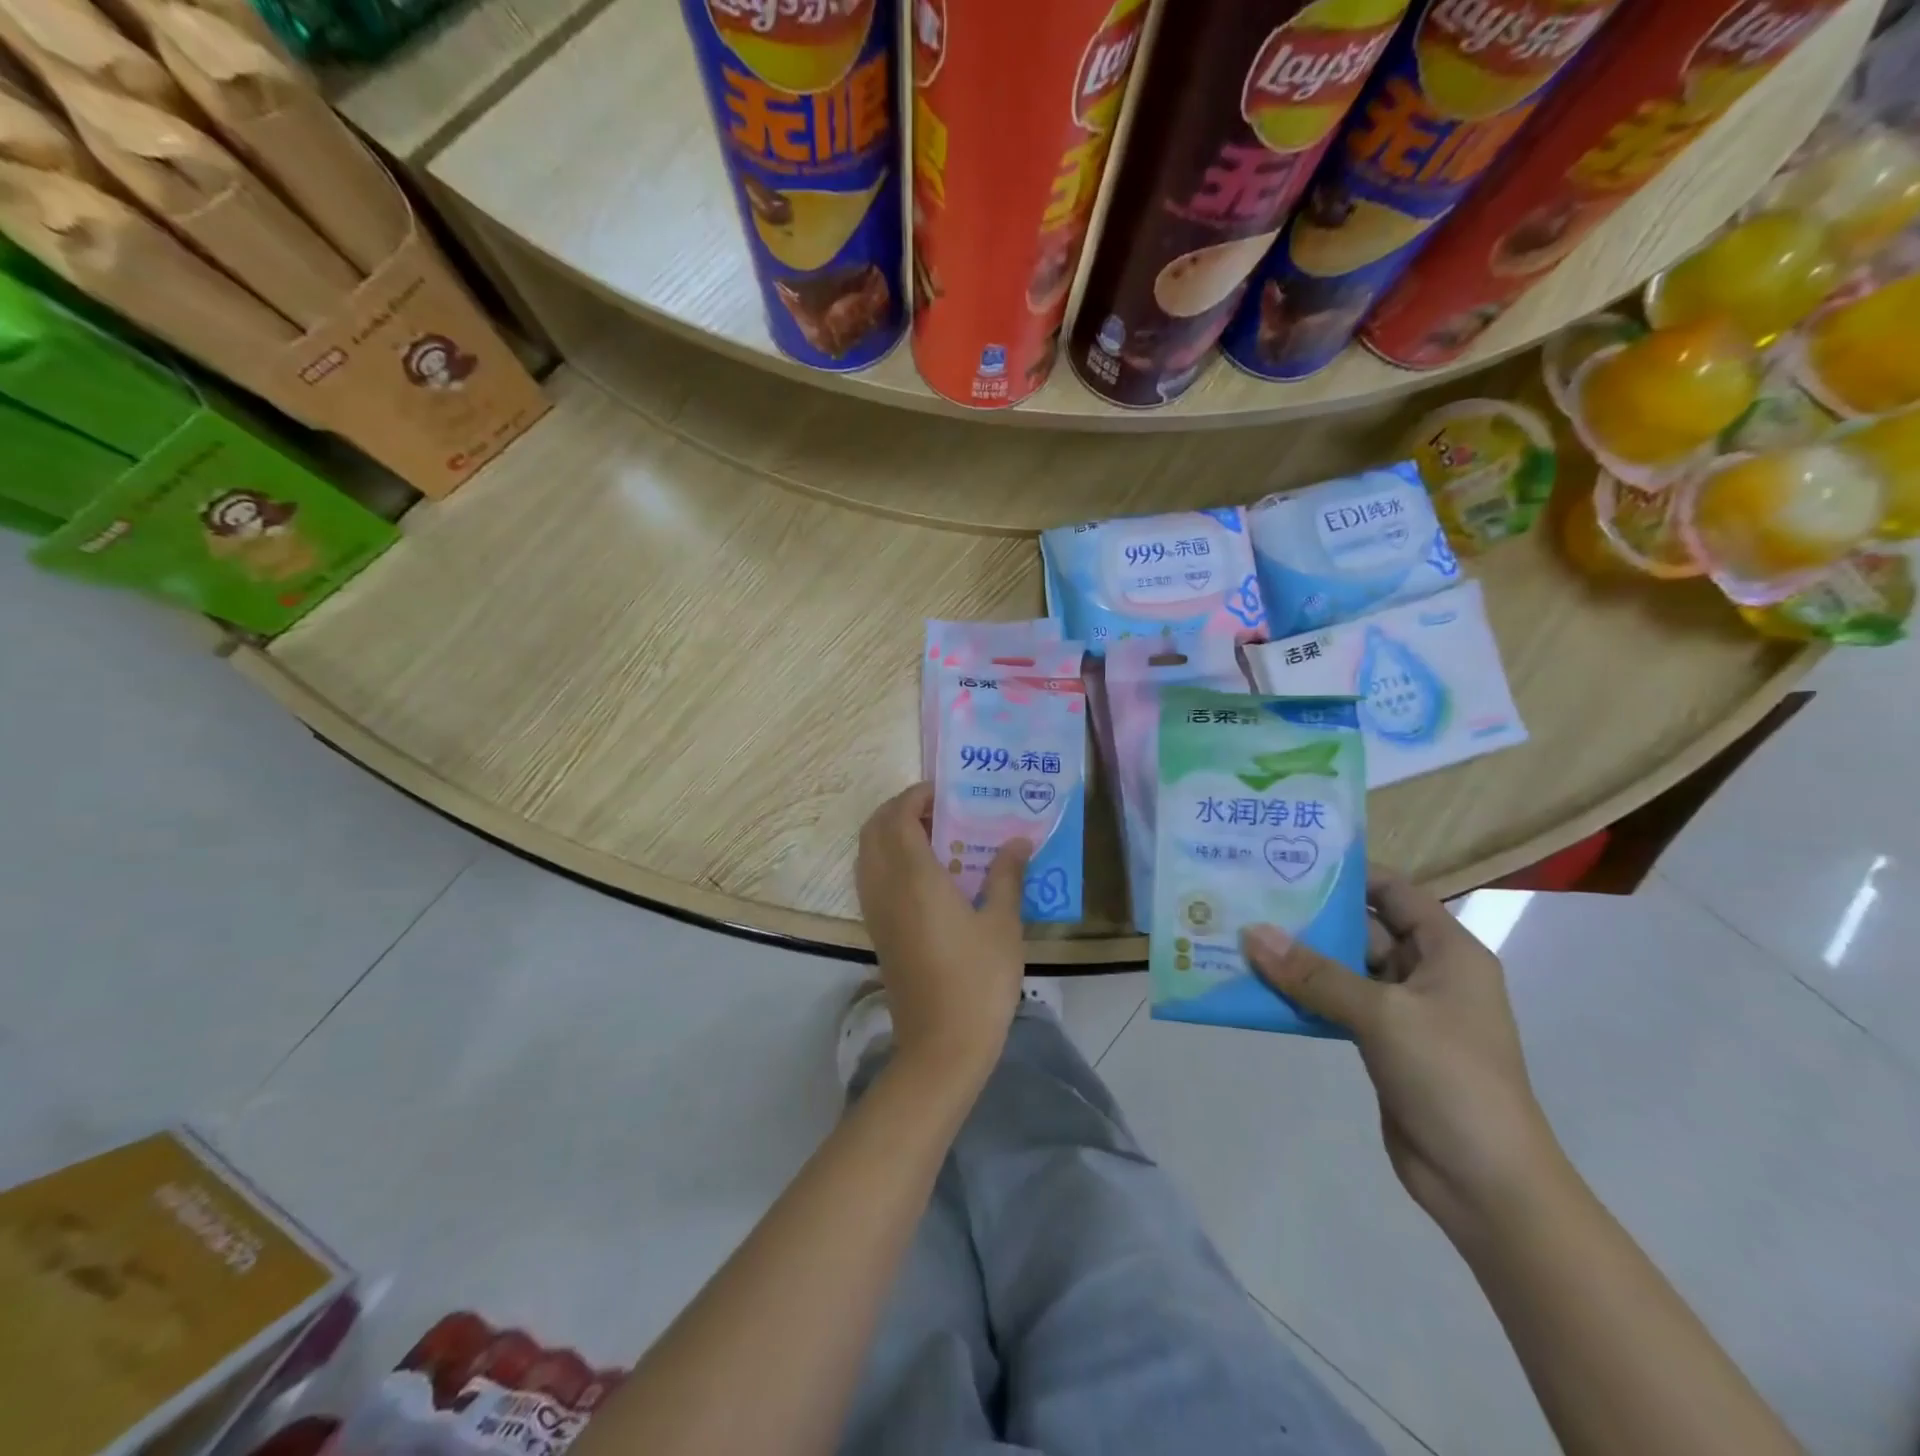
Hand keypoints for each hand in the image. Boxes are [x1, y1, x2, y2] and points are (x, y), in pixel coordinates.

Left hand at [856, 783, 1030, 1084]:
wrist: (941, 1046)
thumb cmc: (978, 980)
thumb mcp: (1003, 924)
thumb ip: (1007, 876)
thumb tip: (1019, 841)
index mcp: (914, 877)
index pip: (899, 817)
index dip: (915, 796)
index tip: (944, 791)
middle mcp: (885, 887)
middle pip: (874, 830)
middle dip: (899, 809)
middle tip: (938, 810)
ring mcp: (876, 912)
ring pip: (867, 854)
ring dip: (890, 834)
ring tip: (933, 837)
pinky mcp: (877, 932)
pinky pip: (870, 879)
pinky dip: (887, 860)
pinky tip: (925, 875)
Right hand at [1241, 867, 1565, 1236]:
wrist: (1485, 1183)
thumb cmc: (1449, 1078)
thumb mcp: (1382, 1015)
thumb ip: (1314, 974)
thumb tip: (1252, 934)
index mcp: (1447, 952)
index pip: (1395, 892)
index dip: (1348, 874)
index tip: (1290, 862)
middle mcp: (1427, 973)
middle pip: (1363, 928)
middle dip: (1310, 917)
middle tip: (1251, 897)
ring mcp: (1404, 1011)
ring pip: (1343, 969)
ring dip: (1299, 959)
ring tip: (1242, 937)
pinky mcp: (1382, 1044)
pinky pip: (1336, 1005)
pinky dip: (1302, 996)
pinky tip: (1259, 987)